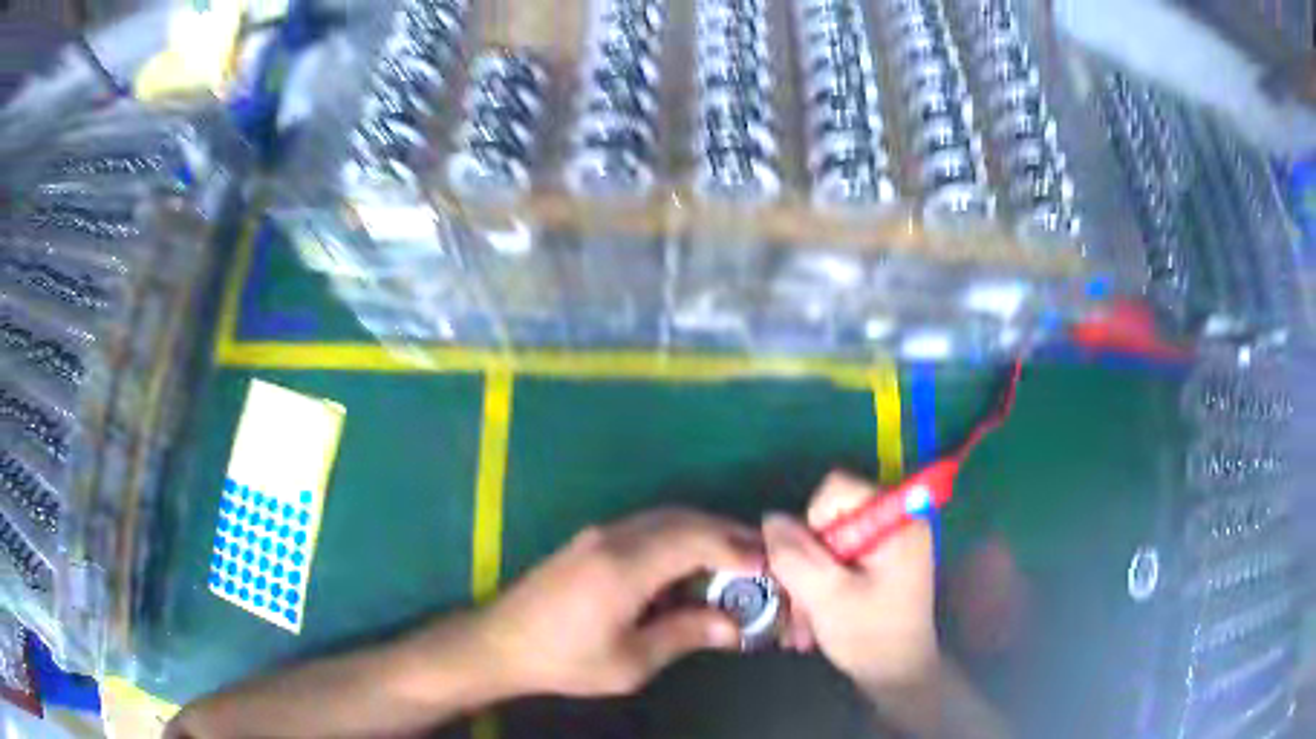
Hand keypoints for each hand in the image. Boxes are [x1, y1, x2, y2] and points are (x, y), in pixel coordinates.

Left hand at [472, 509, 762, 697]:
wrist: (500, 643)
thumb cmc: (565, 660)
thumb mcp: (630, 662)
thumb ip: (684, 635)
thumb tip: (733, 625)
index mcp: (625, 566)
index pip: (695, 540)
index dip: (737, 548)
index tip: (769, 566)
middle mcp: (614, 537)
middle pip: (684, 521)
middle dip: (728, 536)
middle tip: (760, 563)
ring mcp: (600, 535)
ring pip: (666, 520)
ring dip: (704, 536)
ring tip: (732, 567)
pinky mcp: (591, 542)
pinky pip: (647, 529)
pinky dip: (679, 542)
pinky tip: (687, 571)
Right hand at [764, 472, 937, 696]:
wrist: (897, 675)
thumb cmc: (870, 635)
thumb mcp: (826, 596)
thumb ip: (795, 555)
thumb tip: (770, 519)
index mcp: (895, 520)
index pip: (838, 489)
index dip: (812, 522)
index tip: (812, 565)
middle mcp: (895, 522)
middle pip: (830, 517)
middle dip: (806, 560)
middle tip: (797, 601)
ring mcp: (887, 544)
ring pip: (828, 542)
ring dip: (808, 578)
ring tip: (802, 620)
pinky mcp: (879, 563)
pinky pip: (838, 559)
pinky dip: (821, 584)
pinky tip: (812, 618)